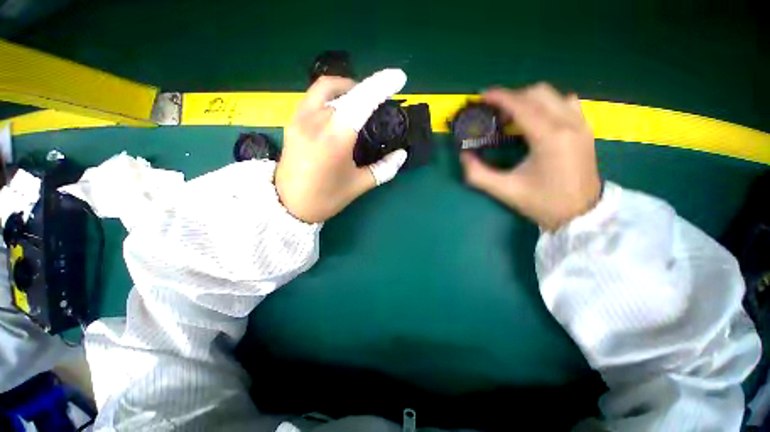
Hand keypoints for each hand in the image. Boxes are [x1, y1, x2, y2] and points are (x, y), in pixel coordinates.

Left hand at [275, 70, 408, 222]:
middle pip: (345, 90)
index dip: (382, 85)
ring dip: (346, 89)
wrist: (288, 206)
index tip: (399, 78)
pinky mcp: (292, 123)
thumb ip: (384, 169)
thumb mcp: (359, 185)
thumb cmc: (326, 198)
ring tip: (359, 103)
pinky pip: (313, 99)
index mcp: (336, 138)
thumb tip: (401, 155)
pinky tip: (338, 113)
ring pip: (325, 89)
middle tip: (379, 103)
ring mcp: (300, 119)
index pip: (362, 100)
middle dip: (367, 89)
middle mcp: (316, 121)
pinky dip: (331, 98)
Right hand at [460, 83, 601, 230]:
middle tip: (494, 113)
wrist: (580, 214)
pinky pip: (566, 103)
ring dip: (529, 100)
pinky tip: (537, 120)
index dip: (499, 97)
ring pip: (552, 95)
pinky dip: (546, 104)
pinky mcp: (585, 129)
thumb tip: (464, 155)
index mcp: (549, 138)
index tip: (482, 96)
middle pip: (537, 93)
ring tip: (513, 116)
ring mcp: (581, 124)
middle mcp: (569, 123)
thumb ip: (478, 174)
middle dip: (511, 98)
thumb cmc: (542, 203)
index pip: (522, 105)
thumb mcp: (504, 190)